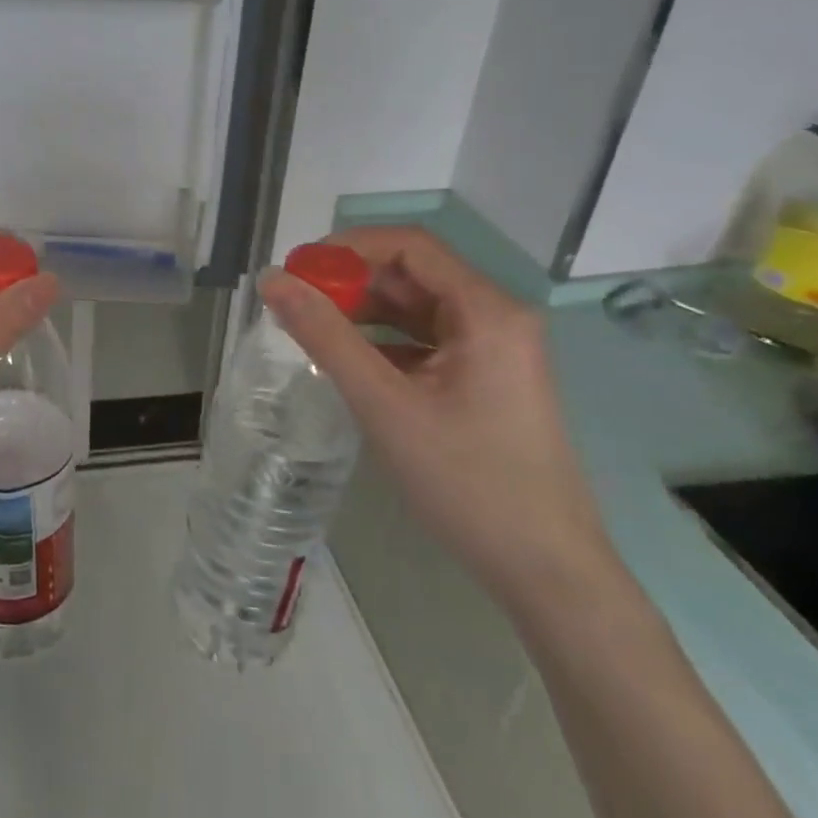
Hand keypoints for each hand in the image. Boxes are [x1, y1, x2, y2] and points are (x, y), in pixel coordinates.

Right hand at [259, 225, 618, 615]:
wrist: (545, 571)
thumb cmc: (466, 482)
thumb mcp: (383, 404)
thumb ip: (325, 336)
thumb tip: (272, 280)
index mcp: (487, 311)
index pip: (409, 246)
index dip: (347, 247)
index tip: (296, 269)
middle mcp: (496, 318)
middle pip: (413, 274)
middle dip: (350, 281)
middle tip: (293, 301)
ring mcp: (494, 350)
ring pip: (417, 308)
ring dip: (363, 311)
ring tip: (310, 328)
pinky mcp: (486, 378)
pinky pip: (426, 341)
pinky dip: (383, 342)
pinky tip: (347, 361)